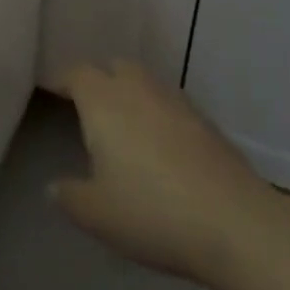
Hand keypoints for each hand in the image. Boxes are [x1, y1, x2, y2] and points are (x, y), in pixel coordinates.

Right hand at [51, 60, 274, 287]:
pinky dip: (162, 117)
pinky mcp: (207, 123)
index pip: (76, 73)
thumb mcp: (98, 214)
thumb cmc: (152, 212)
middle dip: (102, 80)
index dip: (65, 81)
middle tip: (93, 109)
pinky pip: (173, 107)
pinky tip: (165, 150)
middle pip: (115, 67)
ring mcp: (176, 102)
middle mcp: (137, 89)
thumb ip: (70, 197)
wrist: (235, 223)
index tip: (56, 93)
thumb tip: (53, 187)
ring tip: (128, 128)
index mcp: (103, 100)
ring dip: (134, 95)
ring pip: (147, 83)